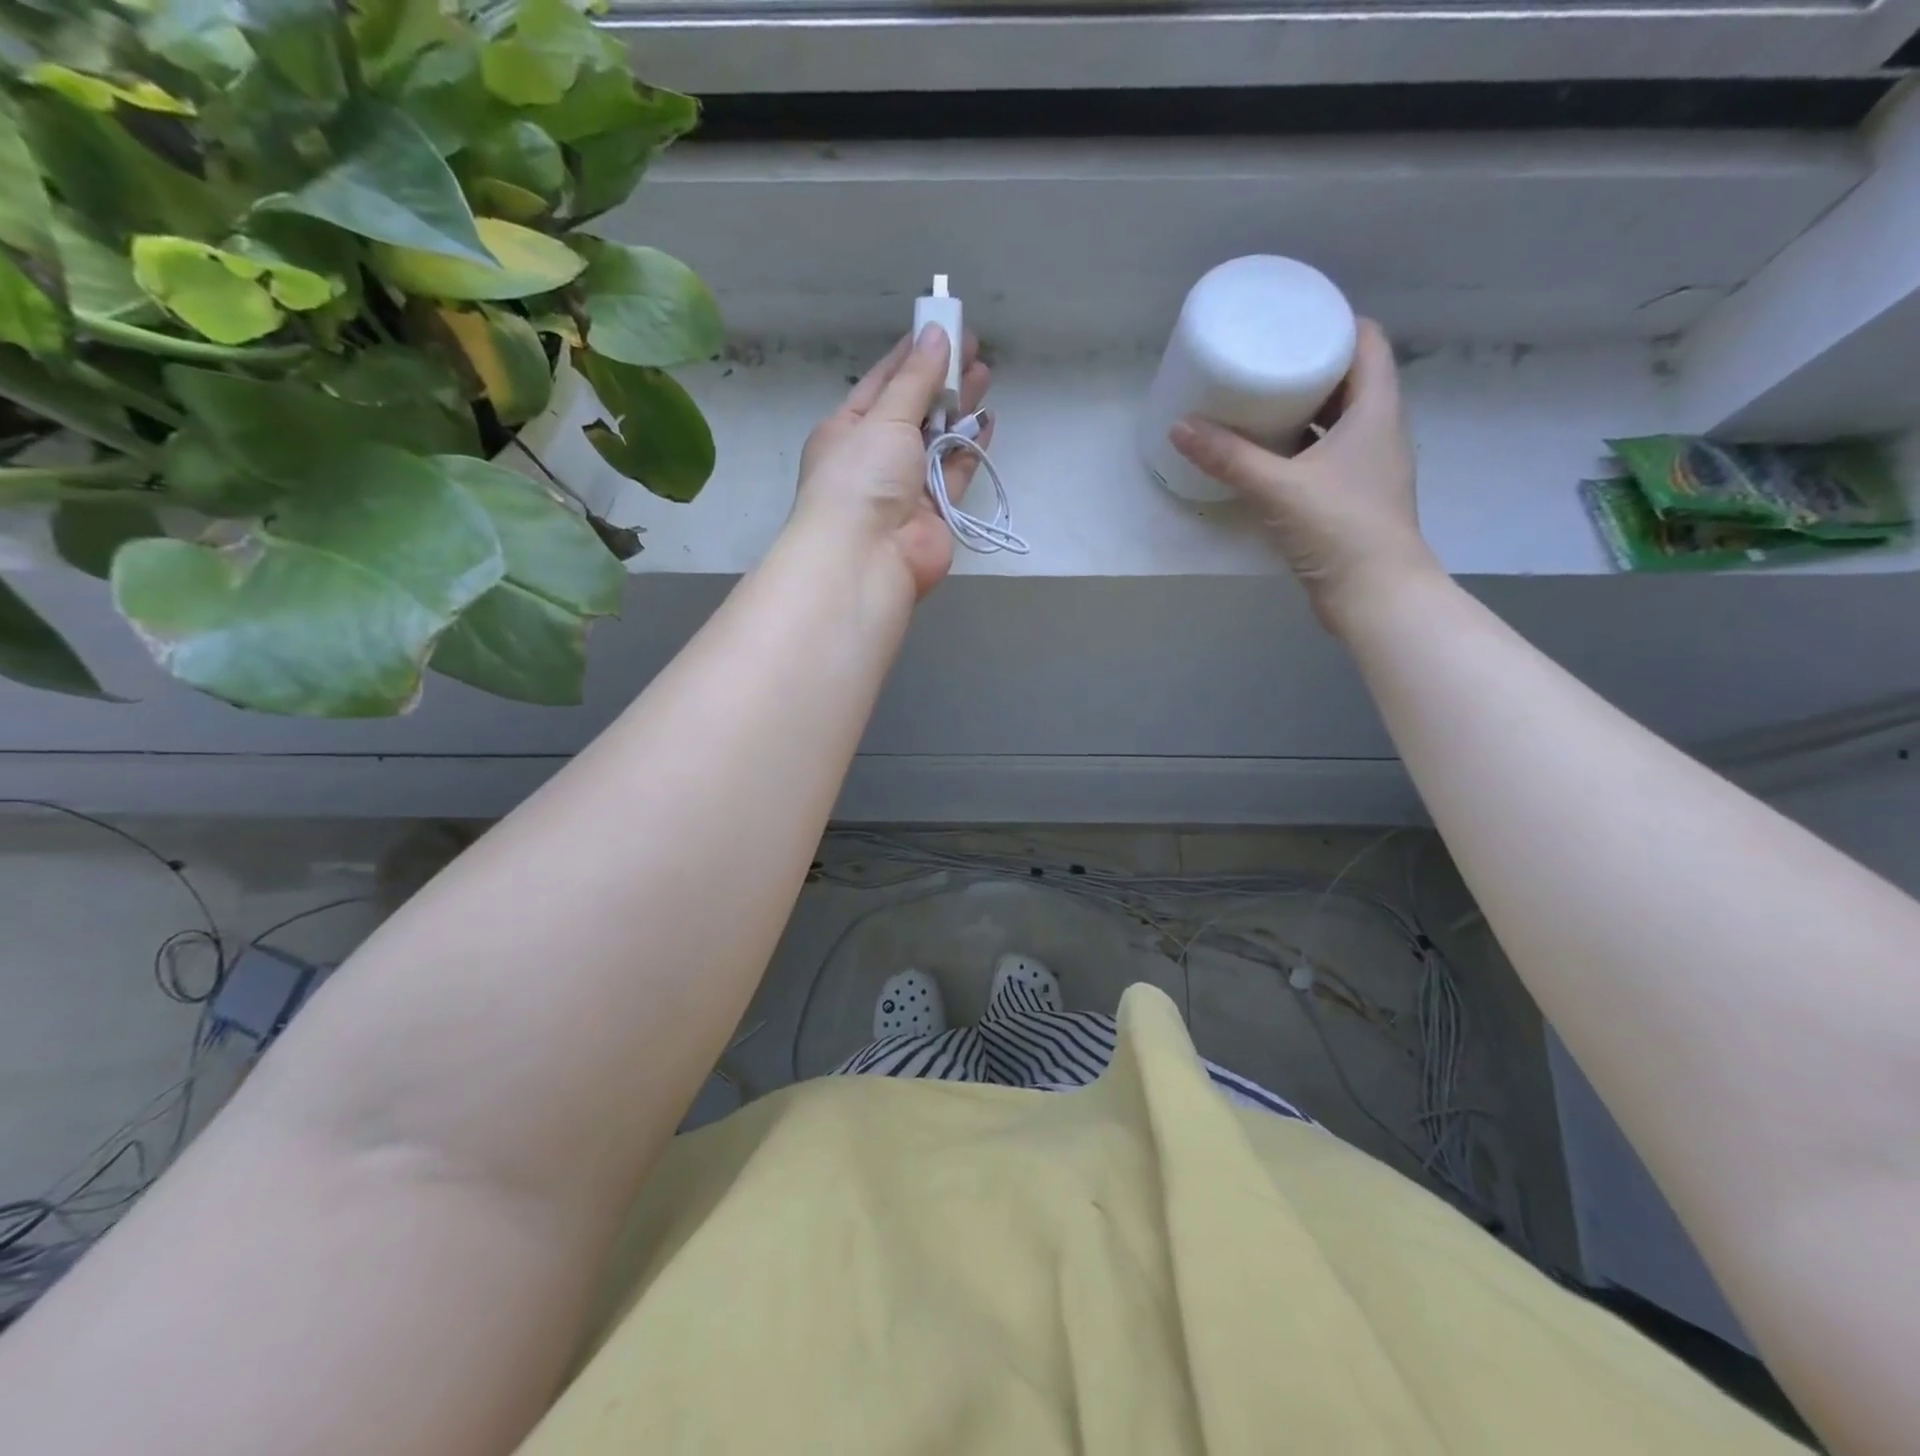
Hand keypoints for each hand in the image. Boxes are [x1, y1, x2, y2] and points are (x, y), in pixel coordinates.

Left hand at [791, 326, 990, 597]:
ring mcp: (906, 486)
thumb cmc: (863, 477)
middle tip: (974, 348)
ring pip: (938, 439)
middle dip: (942, 379)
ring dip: (960, 409)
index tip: (941, 327)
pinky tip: (988, 420)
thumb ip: (915, 380)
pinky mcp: (935, 511)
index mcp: (848, 429)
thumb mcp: (884, 418)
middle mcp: (876, 456)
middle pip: (914, 409)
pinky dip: (971, 447)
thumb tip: (937, 336)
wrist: (868, 557)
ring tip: (986, 375)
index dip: (912, 355)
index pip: (882, 382)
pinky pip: (956, 471)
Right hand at [1169, 319, 1438, 633]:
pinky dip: (1300, 447)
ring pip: (1336, 420)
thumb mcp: (1278, 488)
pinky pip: (1326, 454)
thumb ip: (1229, 457)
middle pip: (1349, 379)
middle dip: (1308, 365)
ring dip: (1303, 409)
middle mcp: (1379, 430)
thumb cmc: (1339, 528)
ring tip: (1258, 403)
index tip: (1292, 319)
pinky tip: (1267, 455)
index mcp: (1376, 409)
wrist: (1375, 595)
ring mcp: (1368, 466)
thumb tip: (1180, 426)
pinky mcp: (1352, 498)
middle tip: (1263, 359)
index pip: (1367, 342)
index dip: (1334, 322)